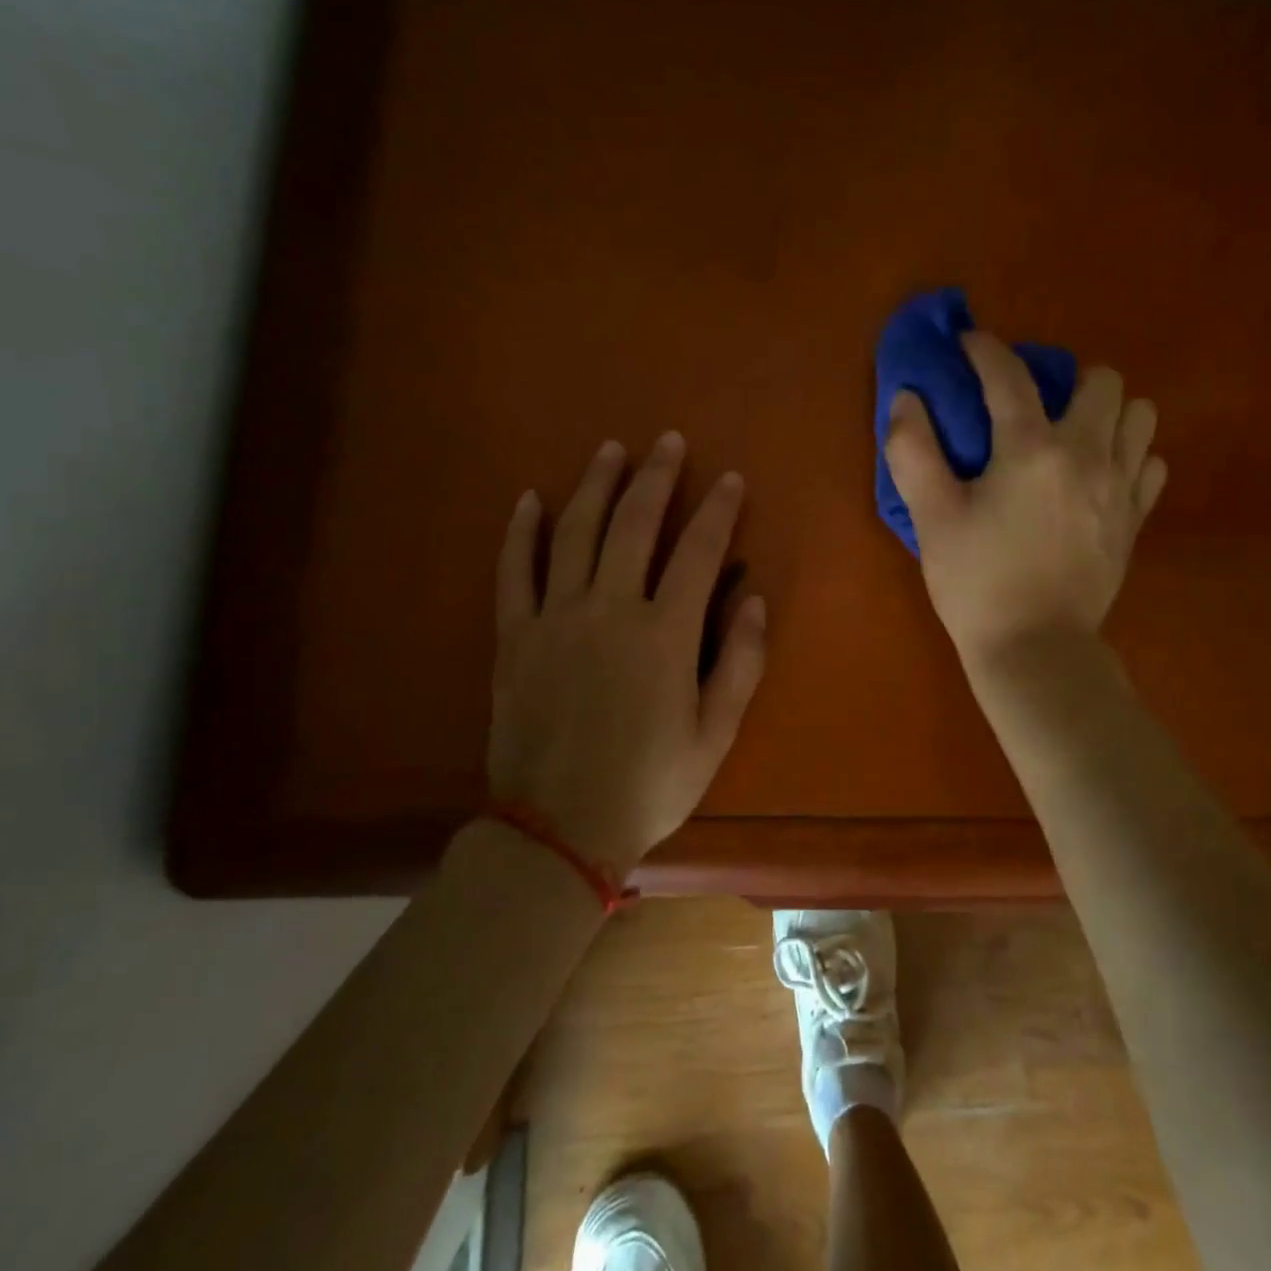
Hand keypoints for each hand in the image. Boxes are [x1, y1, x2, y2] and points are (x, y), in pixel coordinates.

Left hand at [487, 433, 766, 872]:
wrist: (557, 829)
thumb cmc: (649, 784)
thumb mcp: (716, 734)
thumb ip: (741, 663)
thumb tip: (755, 600)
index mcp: (664, 634)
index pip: (698, 552)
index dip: (717, 511)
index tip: (729, 479)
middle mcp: (609, 610)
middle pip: (633, 525)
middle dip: (656, 478)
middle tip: (668, 441)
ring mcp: (555, 618)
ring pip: (574, 533)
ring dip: (595, 486)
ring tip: (609, 449)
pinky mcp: (515, 637)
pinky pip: (515, 571)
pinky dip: (522, 532)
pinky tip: (531, 499)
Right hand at [884, 331, 1165, 666]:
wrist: (1036, 650)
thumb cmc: (977, 583)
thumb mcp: (932, 518)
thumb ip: (914, 450)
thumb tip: (907, 398)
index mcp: (1031, 449)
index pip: (1009, 375)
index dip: (985, 350)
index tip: (969, 343)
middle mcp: (1087, 454)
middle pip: (1102, 380)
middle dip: (1066, 378)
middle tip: (1033, 406)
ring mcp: (1120, 487)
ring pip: (1140, 416)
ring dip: (1108, 413)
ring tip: (1074, 436)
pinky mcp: (1134, 520)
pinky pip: (1150, 464)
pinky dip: (1128, 456)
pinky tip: (1099, 475)